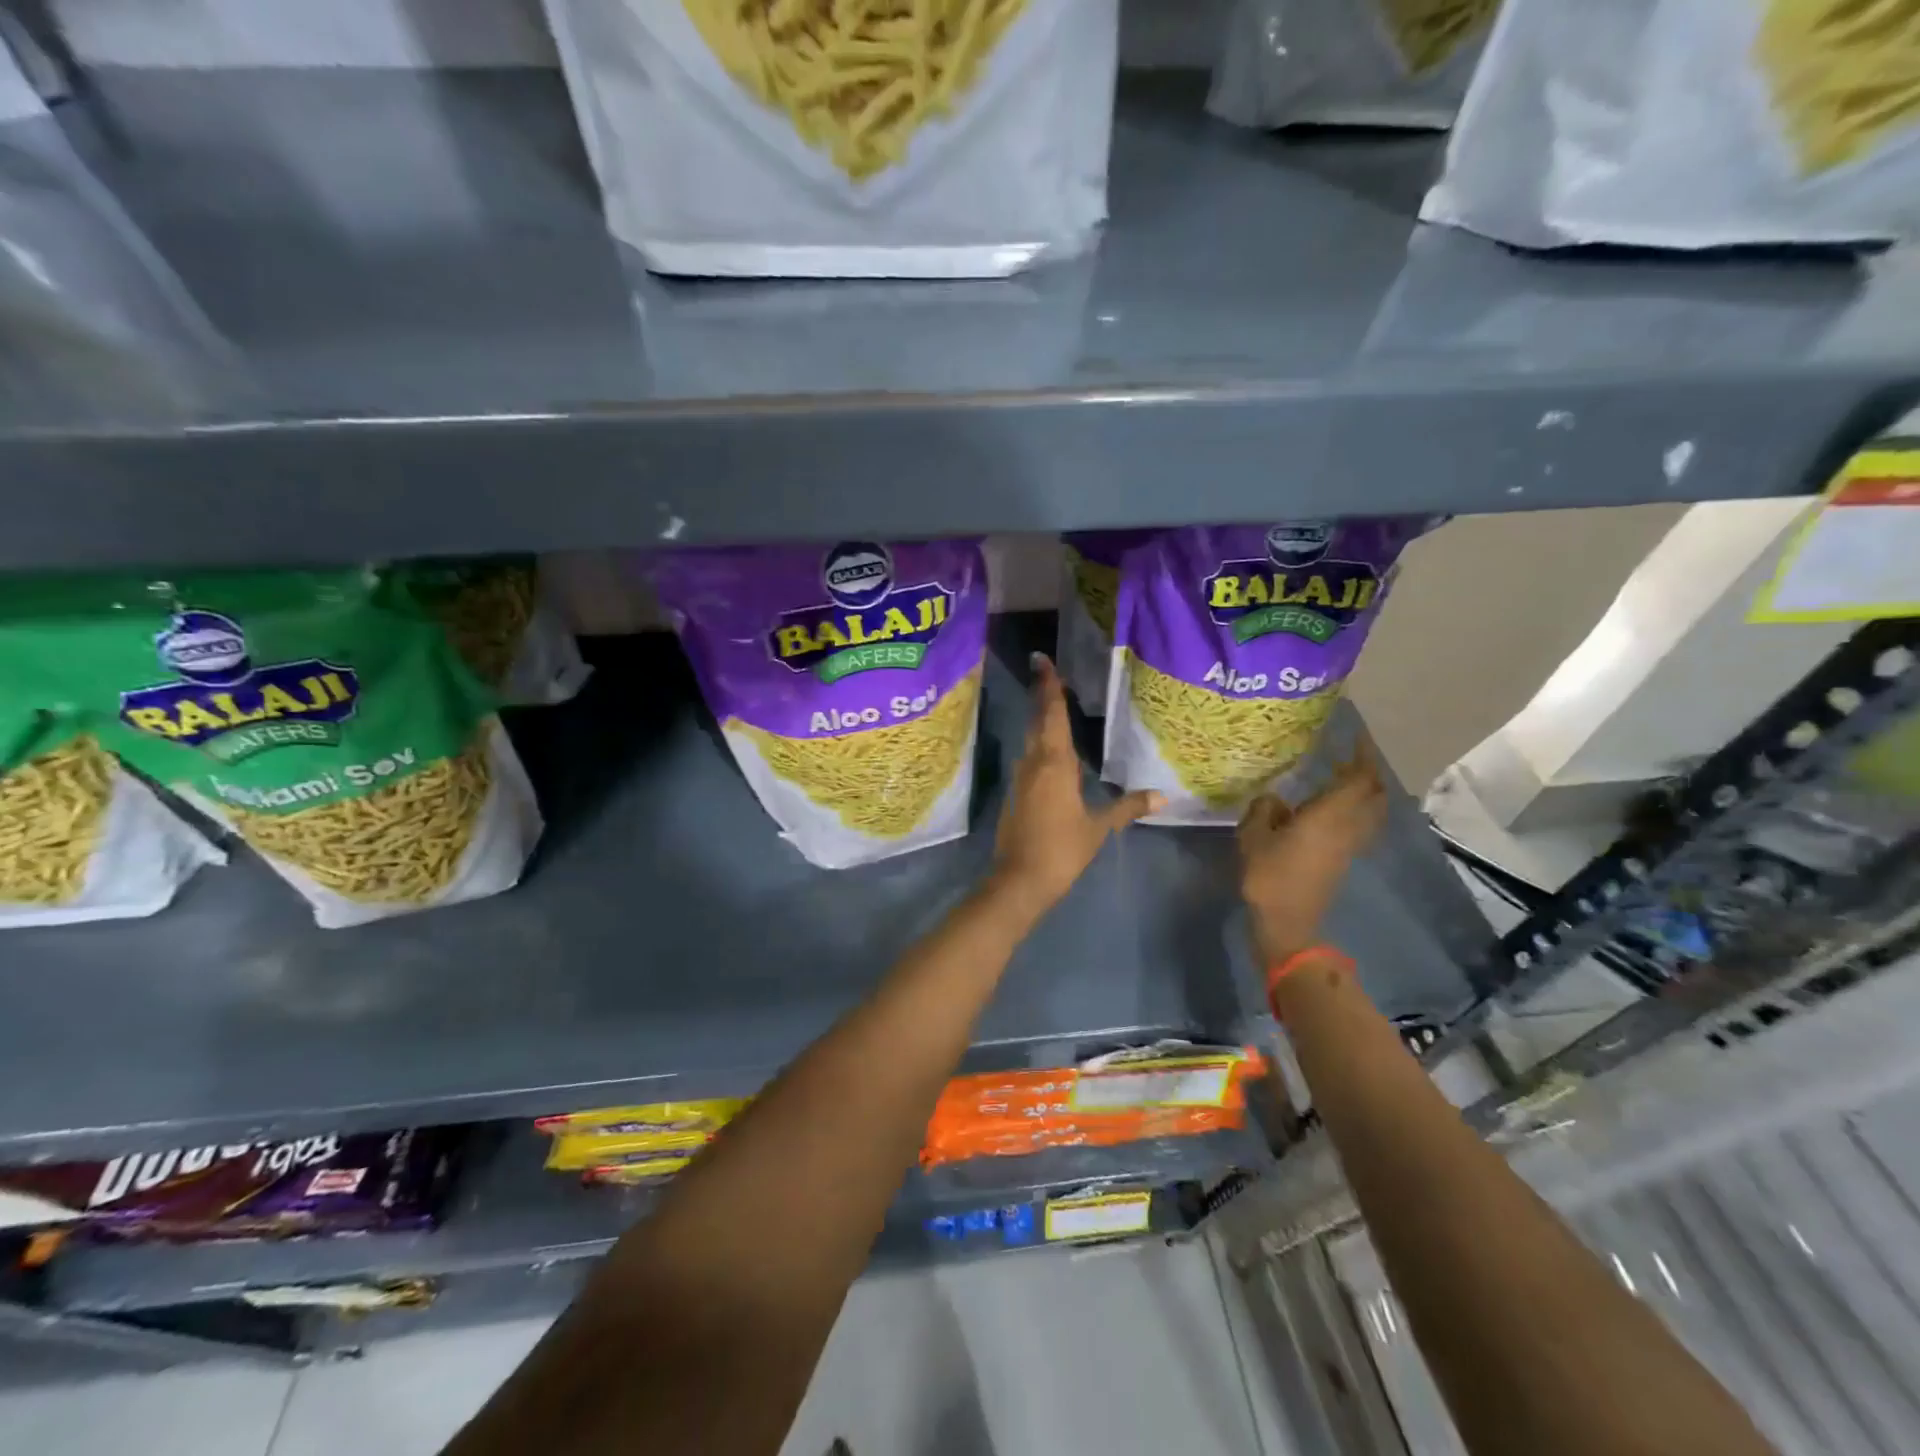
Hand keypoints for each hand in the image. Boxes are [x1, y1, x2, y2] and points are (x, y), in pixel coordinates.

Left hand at [991, 654, 1159, 914]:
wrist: (1019, 880)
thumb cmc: (1062, 849)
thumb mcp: (1098, 828)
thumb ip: (1127, 807)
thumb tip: (1161, 796)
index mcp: (1054, 763)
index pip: (1052, 715)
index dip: (1049, 687)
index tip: (1043, 661)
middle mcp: (1033, 762)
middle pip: (1038, 721)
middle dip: (1043, 696)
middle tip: (1047, 672)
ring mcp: (1020, 778)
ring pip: (1031, 740)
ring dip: (1040, 720)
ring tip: (1053, 703)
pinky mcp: (1015, 793)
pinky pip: (1029, 759)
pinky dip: (1039, 745)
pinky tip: (1050, 750)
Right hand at [1238, 734, 1387, 965]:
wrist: (1287, 922)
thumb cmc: (1269, 876)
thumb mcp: (1253, 836)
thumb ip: (1263, 809)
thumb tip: (1275, 799)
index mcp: (1330, 815)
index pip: (1359, 777)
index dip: (1361, 754)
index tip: (1354, 734)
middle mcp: (1348, 826)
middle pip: (1373, 792)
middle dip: (1367, 770)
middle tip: (1347, 754)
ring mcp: (1350, 844)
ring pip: (1371, 809)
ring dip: (1364, 790)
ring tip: (1341, 777)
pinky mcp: (1344, 858)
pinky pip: (1360, 823)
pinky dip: (1355, 808)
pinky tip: (1330, 808)